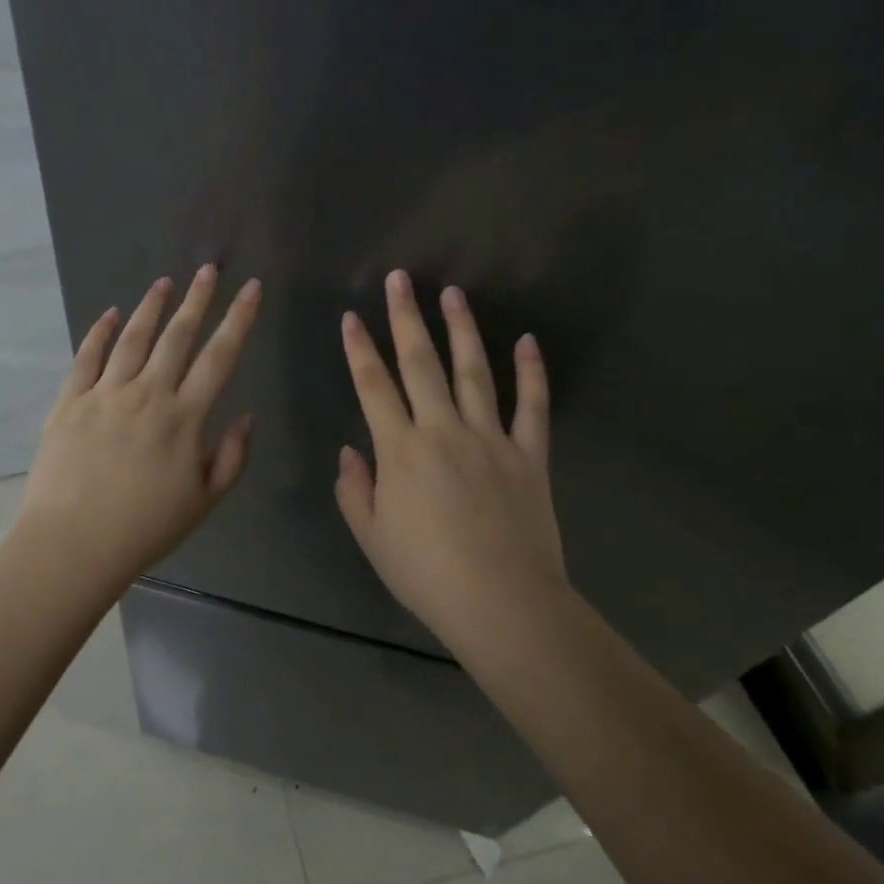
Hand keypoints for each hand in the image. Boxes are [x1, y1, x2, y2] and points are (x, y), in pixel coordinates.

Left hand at [19, 265, 261, 579]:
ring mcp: (105, 393)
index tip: (250, 288)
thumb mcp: (204, 501)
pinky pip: (87, 357)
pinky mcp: (70, 401)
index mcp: (185, 417)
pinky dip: (99, 332)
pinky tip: (111, 314)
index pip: (219, 356)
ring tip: (164, 282)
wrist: (74, 543)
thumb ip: (232, 457)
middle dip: (197, 299)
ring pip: (133, 339)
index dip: (238, 319)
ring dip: (151, 307)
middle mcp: (148, 394)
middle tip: (207, 269)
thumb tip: (247, 416)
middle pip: (177, 336)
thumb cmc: (145, 528)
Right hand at [334, 270, 567, 649]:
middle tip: (400, 279)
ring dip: (462, 329)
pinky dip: (532, 372)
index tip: (351, 318)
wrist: (503, 604)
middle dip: (406, 318)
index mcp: (401, 450)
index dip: (359, 350)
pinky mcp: (529, 454)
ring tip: (452, 293)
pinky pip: (533, 406)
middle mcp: (443, 430)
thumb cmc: (427, 575)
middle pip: (421, 363)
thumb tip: (350, 451)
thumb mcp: (372, 538)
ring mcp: (491, 438)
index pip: (373, 387)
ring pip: (474, 372)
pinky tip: (528, 341)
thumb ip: (355, 491)